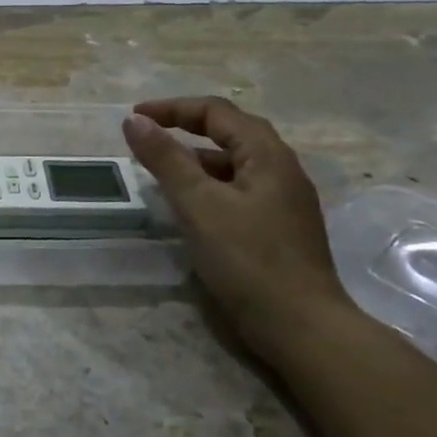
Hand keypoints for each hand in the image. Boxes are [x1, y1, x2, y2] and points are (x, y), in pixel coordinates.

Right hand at [123, 97, 353, 365]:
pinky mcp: (280, 227)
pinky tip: (192, 205)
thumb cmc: (248, 259)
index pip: (217, 112)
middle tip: (150, 134)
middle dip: (187, 126)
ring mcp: (285, 200)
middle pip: (231, 131)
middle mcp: (282, 169)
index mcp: (267, 155)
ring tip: (163, 169)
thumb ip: (165, 159)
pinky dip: (210, 183)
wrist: (302, 328)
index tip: (134, 117)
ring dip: (198, 156)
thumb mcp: (199, 204)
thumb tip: (134, 120)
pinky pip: (240, 188)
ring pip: (236, 162)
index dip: (173, 108)